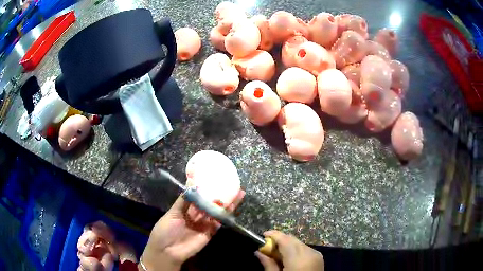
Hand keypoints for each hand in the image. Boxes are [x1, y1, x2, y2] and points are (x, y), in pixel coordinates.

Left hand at [140, 190, 244, 270]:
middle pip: (209, 204)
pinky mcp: (209, 233)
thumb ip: (183, 201)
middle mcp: (196, 216)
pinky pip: (218, 223)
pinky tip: (231, 206)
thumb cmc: (165, 230)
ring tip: (238, 193)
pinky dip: (225, 215)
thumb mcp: (172, 213)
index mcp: (185, 210)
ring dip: (226, 204)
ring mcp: (203, 225)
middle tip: (231, 184)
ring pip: (216, 212)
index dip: (206, 189)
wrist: (167, 251)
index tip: (214, 179)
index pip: (198, 197)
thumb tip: (192, 185)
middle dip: (219, 195)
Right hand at [255, 230, 323, 270]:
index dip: (273, 235)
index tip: (263, 235)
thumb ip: (268, 264)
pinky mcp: (319, 257)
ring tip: (277, 255)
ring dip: (287, 245)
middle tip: (267, 248)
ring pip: (298, 243)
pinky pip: (305, 248)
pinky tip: (288, 258)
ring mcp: (316, 254)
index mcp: (298, 259)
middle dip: (279, 240)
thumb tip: (258, 252)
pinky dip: (295, 249)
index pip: (285, 239)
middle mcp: (309, 252)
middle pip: (292, 239)